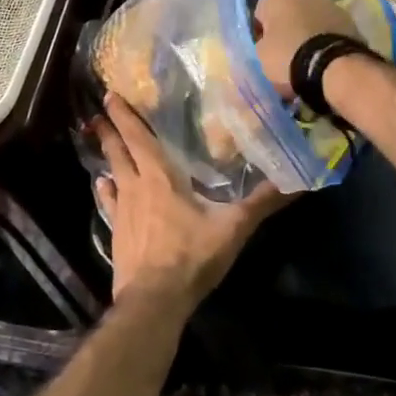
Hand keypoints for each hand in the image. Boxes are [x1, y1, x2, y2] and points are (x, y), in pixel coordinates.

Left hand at [92, 94, 290, 305]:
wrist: (154, 300)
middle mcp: (135, 187)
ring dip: (106, 155)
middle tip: (98, 112)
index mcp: (159, 177)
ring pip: (111, 173)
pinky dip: (105, 191)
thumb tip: (297, 181)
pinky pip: (108, 203)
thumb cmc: (191, 256)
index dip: (124, 115)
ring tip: (100, 140)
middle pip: (118, 151)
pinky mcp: (116, 233)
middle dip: (109, 129)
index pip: (138, 137)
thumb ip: (261, 202)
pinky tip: (103, 185)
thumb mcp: (232, 227)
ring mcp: (122, 211)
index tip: (110, 95)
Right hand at [252, 0, 356, 96]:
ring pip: (312, 19)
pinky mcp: (351, 20)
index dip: (261, 33)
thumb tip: (267, 44)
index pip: (261, 12)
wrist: (333, 68)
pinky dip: (326, 40)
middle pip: (289, 12)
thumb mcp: (259, 55)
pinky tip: (325, 60)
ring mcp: (332, 3)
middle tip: (286, 55)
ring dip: (309, 33)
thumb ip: (261, 44)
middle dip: (288, 28)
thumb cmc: (287, 56)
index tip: (264, 52)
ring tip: (308, 61)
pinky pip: (330, 30)